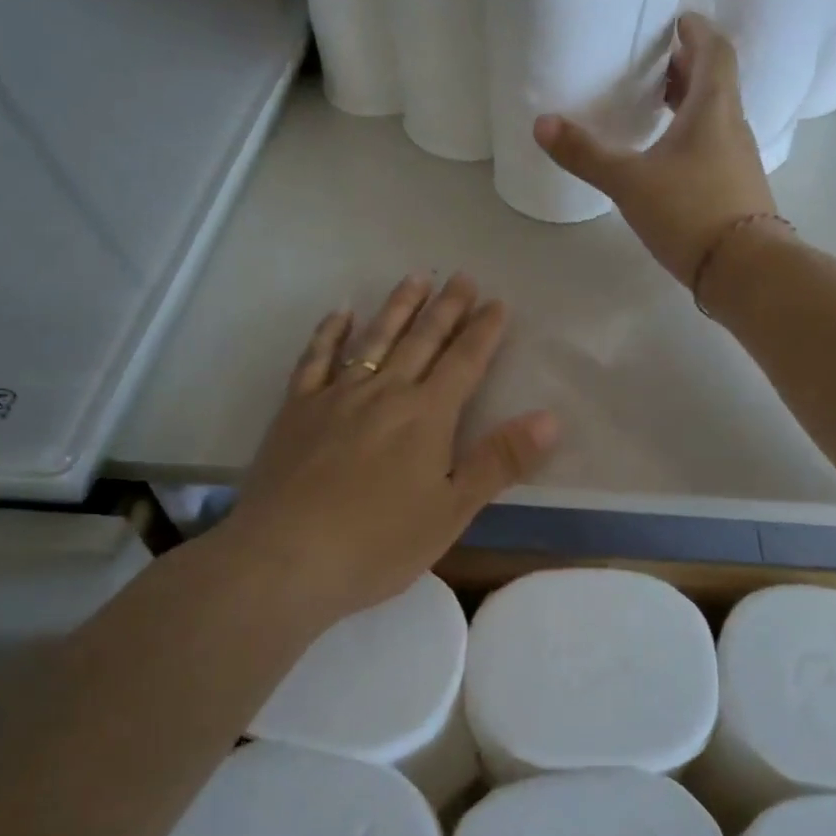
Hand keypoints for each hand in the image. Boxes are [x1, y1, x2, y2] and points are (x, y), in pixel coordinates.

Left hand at [210, 273, 557, 629]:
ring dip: (398, 307)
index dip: (483, 331)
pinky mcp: (297, 409)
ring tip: (415, 277)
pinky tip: (340, 313)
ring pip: (374, 339)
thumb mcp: (452, 511)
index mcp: (427, 416)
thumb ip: (499, 461)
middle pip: (421, 340)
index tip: (497, 302)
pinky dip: (330, 332)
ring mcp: (336, 396)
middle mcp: (385, 393)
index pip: (464, 362)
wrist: (286, 558)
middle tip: (462, 276)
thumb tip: (550, 418)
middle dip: (446, 307)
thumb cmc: (378, 543)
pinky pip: (315, 358)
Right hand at [533, 12, 778, 285]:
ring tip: (655, 107)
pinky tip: (667, 160)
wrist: (745, 270)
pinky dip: (692, 137)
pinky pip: (714, 147)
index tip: (676, 21)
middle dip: (686, 67)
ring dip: (688, 103)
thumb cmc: (689, 212)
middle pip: (714, 82)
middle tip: (654, 63)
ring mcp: (738, 160)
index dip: (696, 30)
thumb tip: (541, 124)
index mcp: (713, 107)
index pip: (714, 50)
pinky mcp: (737, 190)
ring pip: (714, 116)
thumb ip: (586, 154)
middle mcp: (732, 126)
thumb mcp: (630, 182)